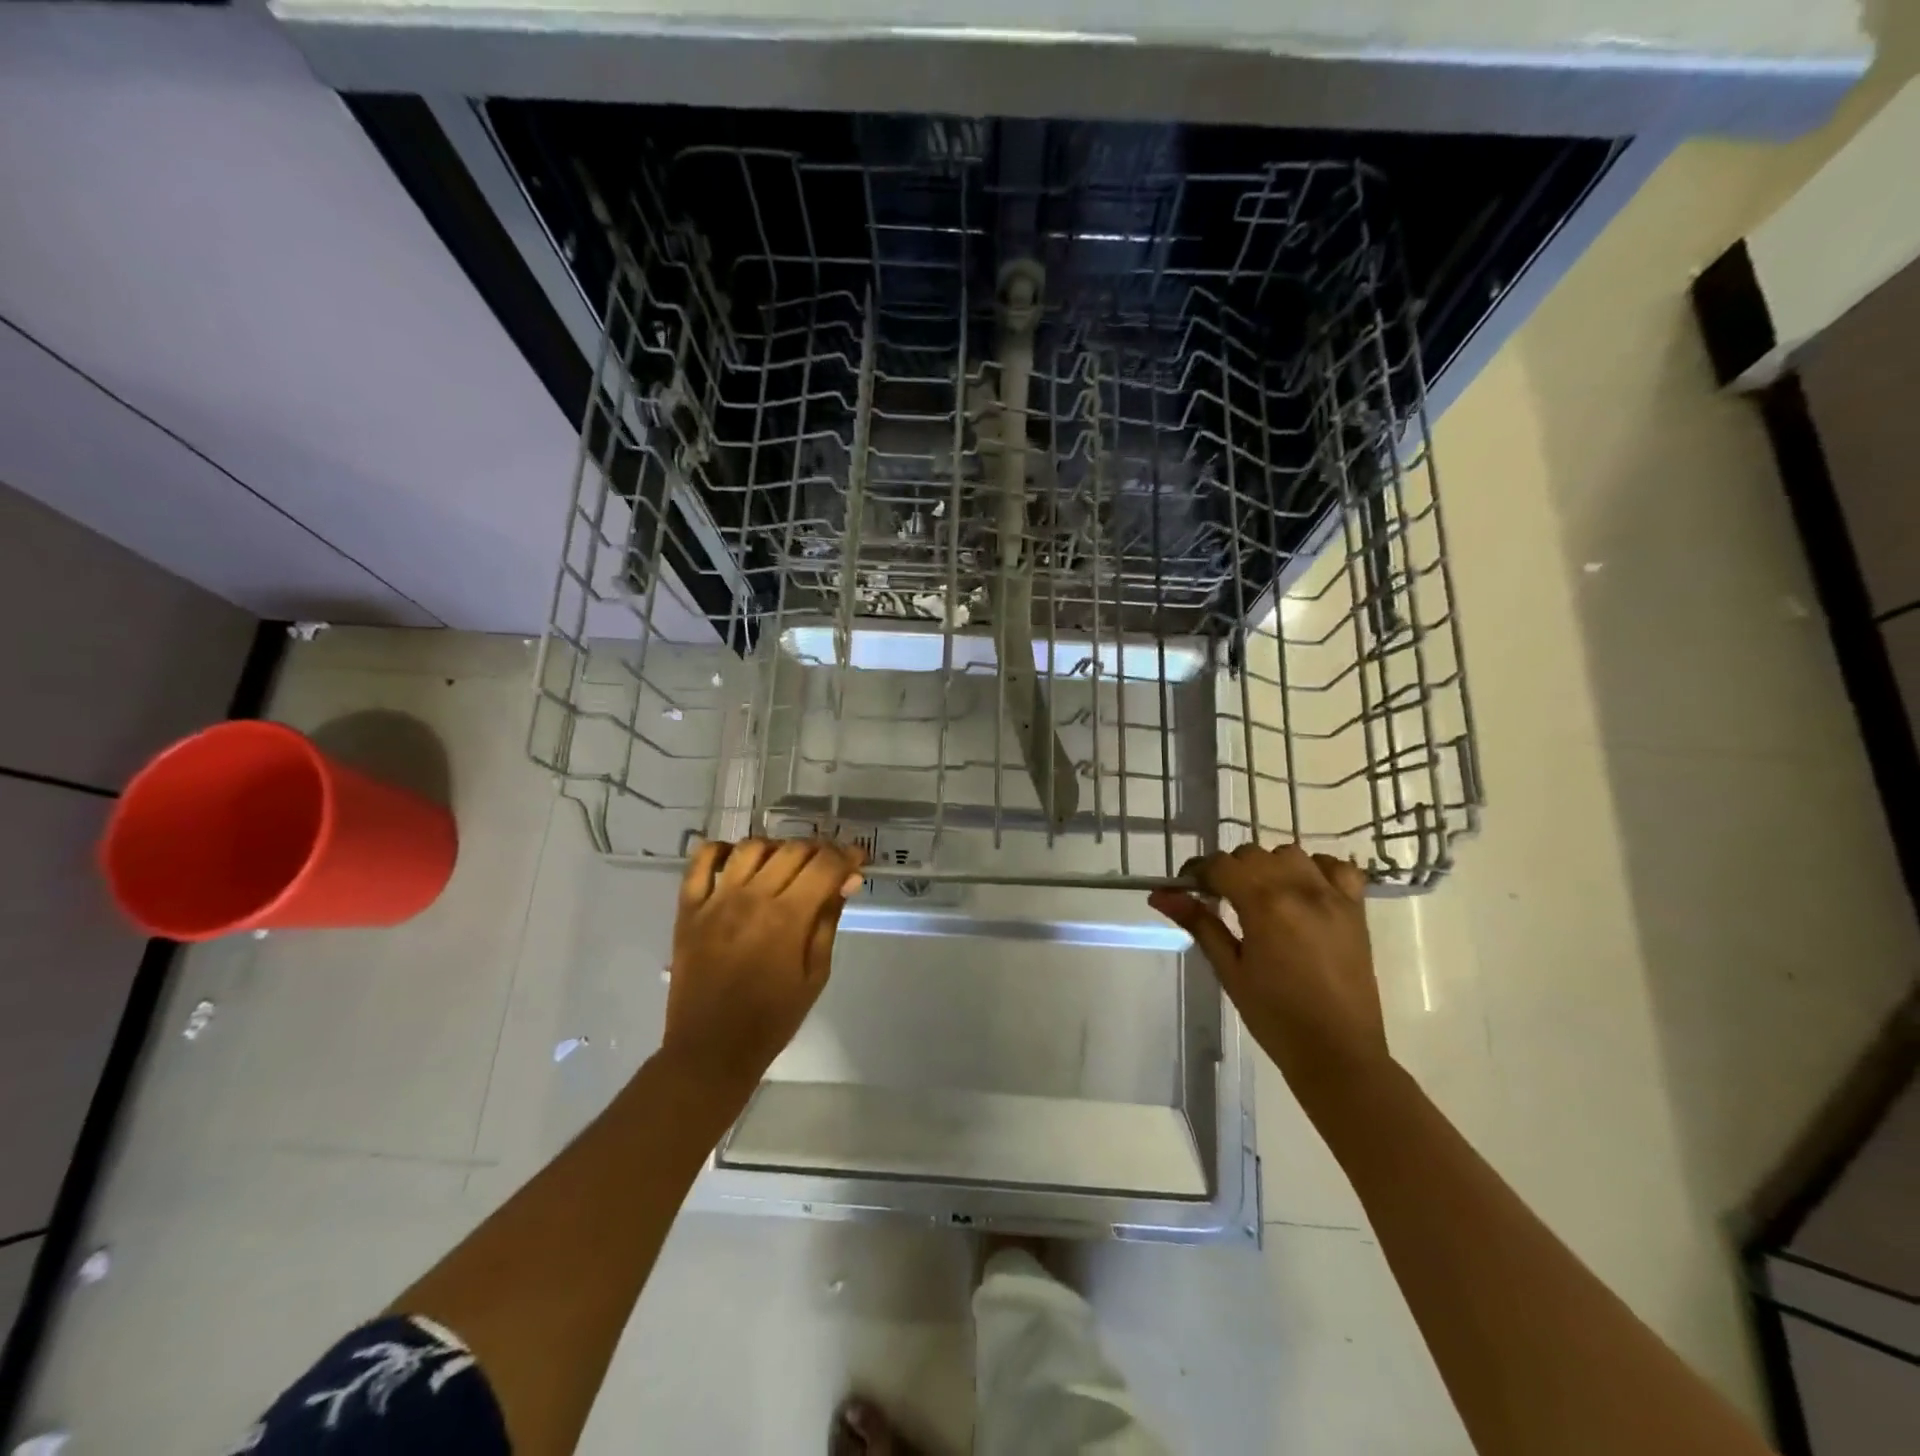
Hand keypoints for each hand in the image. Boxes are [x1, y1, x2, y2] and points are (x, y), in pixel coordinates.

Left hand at [661, 838, 866, 1094]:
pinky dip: (721, 850)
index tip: (857, 859)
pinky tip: (737, 859)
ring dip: (777, 848)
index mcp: (787, 917)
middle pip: (792, 849)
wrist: (710, 1050)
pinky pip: (701, 861)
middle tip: (829, 865)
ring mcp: (715, 900)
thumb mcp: (815, 974)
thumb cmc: (772, 1019)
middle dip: (819, 850)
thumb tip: (846, 880)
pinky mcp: (688, 908)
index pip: (825, 864)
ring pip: (752, 847)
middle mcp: (751, 898)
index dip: (847, 855)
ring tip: (787, 864)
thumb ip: (828, 921)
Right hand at [1149, 844, 1387, 1107]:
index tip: (1186, 888)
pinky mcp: (1355, 910)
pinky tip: (1303, 891)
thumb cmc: (1275, 1017)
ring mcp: (1333, 897)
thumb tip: (1160, 895)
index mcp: (1266, 905)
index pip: (1222, 865)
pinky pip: (1337, 868)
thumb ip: (1199, 924)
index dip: (1198, 872)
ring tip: (1260, 895)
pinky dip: (1315, 870)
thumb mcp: (1229, 969)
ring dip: (1269, 866)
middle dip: (1230, 870)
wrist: (1338, 1053)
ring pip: (1291, 854)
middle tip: (1219, 899)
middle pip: (1253, 855)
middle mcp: (1300, 890)